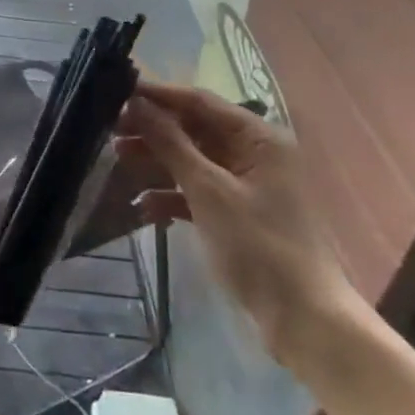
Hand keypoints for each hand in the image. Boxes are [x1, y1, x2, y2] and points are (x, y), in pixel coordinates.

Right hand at [115, 78, 353, 364]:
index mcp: (257, 138)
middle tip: (109, 129)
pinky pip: (197, 191)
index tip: (116, 91)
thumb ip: (170, 143)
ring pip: (192, 160)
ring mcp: (245, 185)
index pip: (199, 101)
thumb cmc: (259, 247)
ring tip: (117, 160)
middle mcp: (253, 154)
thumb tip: (136, 102)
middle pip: (193, 129)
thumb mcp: (209, 191)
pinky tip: (143, 207)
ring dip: (157, 161)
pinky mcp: (236, 214)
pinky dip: (171, 195)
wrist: (304, 323)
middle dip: (152, 129)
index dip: (157, 95)